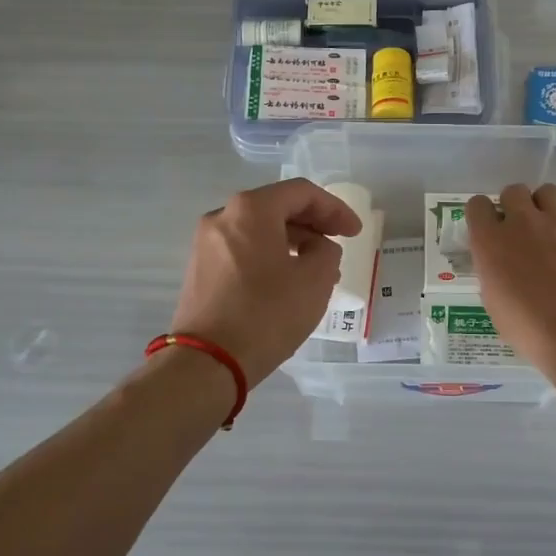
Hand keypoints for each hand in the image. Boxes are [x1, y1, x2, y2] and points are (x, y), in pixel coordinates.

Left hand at [169, 178, 364, 386]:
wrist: (206, 363)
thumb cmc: (266, 315)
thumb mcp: (315, 280)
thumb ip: (327, 252)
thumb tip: (317, 248)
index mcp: (251, 210)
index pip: (302, 193)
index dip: (335, 209)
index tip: (355, 233)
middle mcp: (223, 217)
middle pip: (277, 208)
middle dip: (313, 225)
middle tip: (338, 246)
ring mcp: (206, 244)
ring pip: (259, 231)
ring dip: (293, 243)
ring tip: (318, 271)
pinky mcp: (200, 270)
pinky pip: (243, 250)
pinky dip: (270, 257)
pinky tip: (287, 283)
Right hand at [466, 183, 555, 381]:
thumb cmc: (529, 328)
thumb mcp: (494, 303)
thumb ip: (493, 271)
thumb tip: (499, 264)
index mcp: (491, 241)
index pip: (477, 205)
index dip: (481, 216)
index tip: (486, 230)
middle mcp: (522, 223)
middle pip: (513, 191)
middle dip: (512, 206)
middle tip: (517, 230)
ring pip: (546, 192)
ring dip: (542, 207)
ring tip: (545, 229)